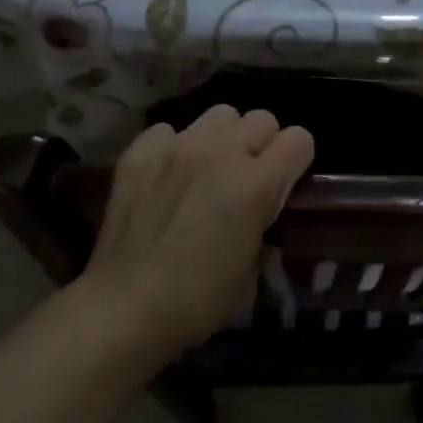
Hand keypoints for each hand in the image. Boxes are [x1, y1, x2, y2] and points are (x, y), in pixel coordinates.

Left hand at [83, 105, 314, 362]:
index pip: (299, 140)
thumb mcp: (249, 282)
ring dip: (223, 138)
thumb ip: (263, 241)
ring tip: (208, 168)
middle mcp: (221, 152)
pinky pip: (169, 130)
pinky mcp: (141, 150)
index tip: (286, 182)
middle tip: (248, 176)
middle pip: (262, 118)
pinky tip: (166, 177)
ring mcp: (178, 146)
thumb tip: (262, 233)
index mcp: (256, 184)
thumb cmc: (195, 303)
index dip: (297, 161)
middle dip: (262, 144)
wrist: (123, 307)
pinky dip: (173, 148)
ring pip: (220, 115)